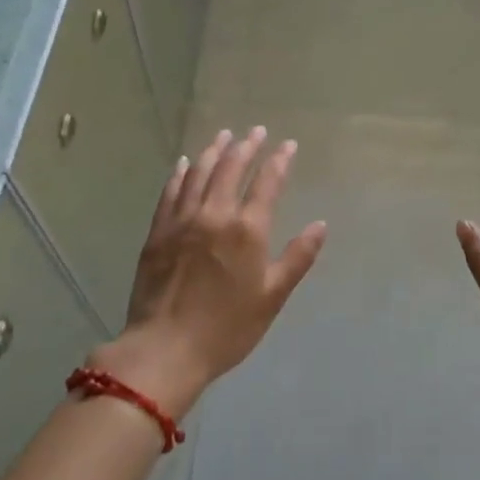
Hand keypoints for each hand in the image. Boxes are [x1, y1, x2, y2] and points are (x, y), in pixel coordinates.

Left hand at [95, 127, 326, 418]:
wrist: (165, 349)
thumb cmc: (227, 328)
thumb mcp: (272, 297)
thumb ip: (298, 257)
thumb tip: (320, 224)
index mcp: (248, 230)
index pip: (267, 182)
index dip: (279, 160)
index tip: (287, 144)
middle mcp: (215, 214)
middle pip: (232, 169)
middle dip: (247, 146)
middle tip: (256, 131)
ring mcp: (182, 220)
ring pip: (200, 174)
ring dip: (215, 151)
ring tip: (224, 135)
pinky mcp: (158, 232)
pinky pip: (171, 192)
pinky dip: (181, 173)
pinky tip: (186, 163)